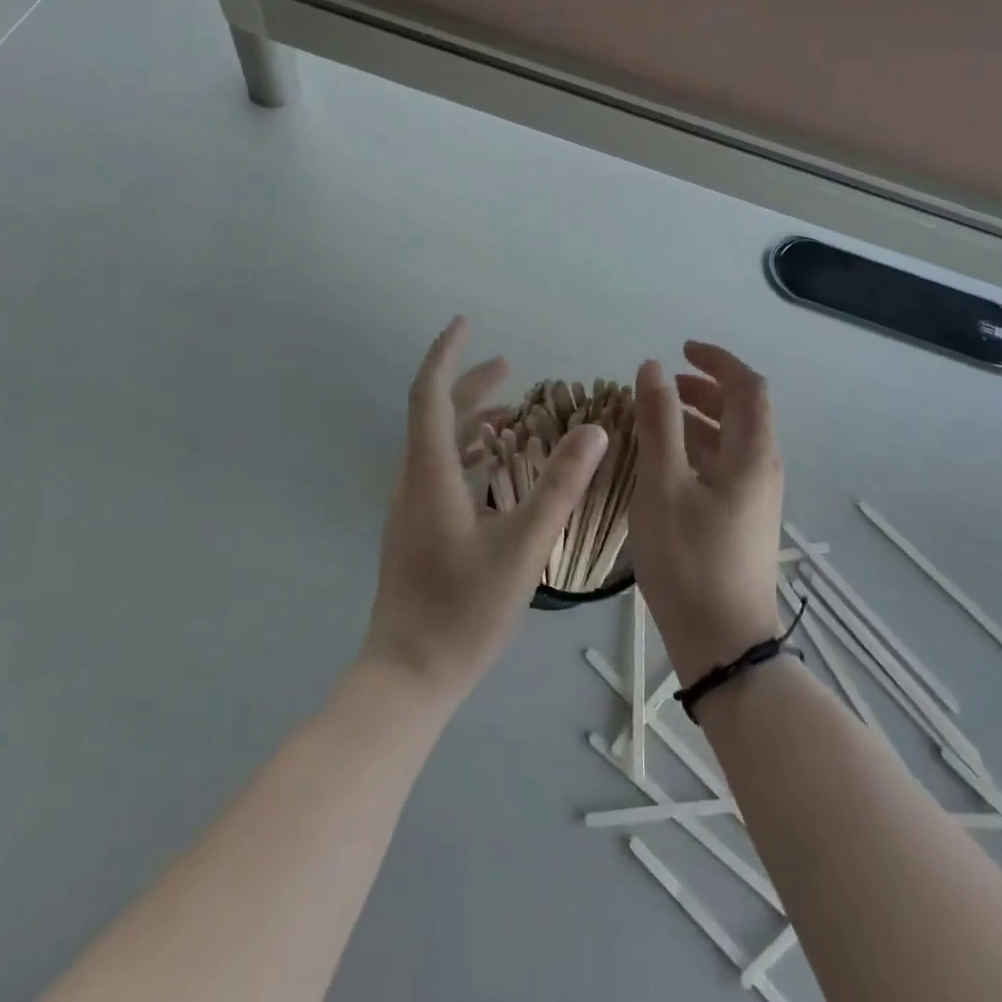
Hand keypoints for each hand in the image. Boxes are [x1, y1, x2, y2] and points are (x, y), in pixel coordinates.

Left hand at [360, 317, 608, 704]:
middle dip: (469, 384)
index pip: (430, 395)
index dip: (447, 354)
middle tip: (508, 366)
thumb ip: (559, 487)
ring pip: (437, 445)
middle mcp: (413, 482)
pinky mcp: (415, 531)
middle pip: (435, 415)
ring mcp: (410, 509)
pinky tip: (495, 469)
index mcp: (430, 475)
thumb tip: (593, 431)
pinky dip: (467, 453)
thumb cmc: (464, 612)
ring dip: (470, 419)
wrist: (408, 678)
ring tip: (511, 412)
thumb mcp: (522, 547)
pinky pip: (440, 471)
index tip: (465, 323)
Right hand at [629, 342, 785, 684]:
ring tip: (653, 418)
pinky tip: (661, 462)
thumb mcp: (663, 484)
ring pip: (729, 441)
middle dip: (704, 388)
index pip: (748, 387)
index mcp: (752, 454)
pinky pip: (722, 467)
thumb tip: (653, 368)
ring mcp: (754, 498)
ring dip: (696, 420)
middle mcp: (762, 470)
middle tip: (663, 385)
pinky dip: (695, 450)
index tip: (681, 349)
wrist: (722, 645)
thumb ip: (659, 422)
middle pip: (741, 411)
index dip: (718, 360)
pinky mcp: (741, 521)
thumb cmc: (690, 560)